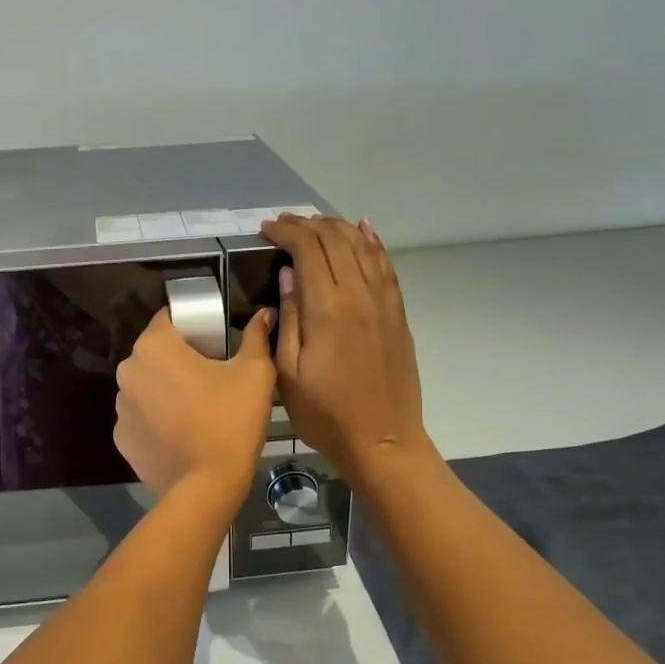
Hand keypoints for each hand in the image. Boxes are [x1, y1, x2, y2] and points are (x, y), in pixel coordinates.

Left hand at [114, 307, 275, 504]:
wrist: (206, 486)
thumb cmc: (231, 421)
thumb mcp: (255, 374)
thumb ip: (256, 337)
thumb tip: (264, 314)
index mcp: (154, 346)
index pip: (169, 318)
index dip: (192, 326)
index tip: (213, 342)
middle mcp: (128, 371)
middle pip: (155, 353)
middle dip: (178, 359)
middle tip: (210, 377)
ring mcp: (120, 407)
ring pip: (146, 385)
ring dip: (164, 390)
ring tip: (196, 410)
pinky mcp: (121, 438)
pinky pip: (141, 418)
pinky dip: (156, 420)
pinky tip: (180, 434)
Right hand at [260, 215, 432, 486]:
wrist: (383, 440)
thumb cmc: (326, 415)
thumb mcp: (289, 374)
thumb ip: (288, 318)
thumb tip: (288, 274)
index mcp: (328, 309)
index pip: (308, 249)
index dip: (286, 231)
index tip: (267, 229)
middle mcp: (360, 295)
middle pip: (336, 240)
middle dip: (308, 224)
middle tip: (285, 223)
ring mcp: (384, 302)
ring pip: (363, 246)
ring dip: (338, 227)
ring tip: (315, 223)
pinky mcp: (398, 313)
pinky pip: (386, 266)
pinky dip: (372, 242)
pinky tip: (363, 230)